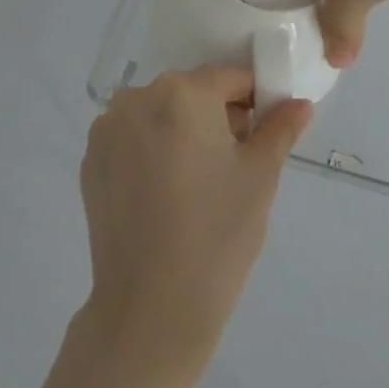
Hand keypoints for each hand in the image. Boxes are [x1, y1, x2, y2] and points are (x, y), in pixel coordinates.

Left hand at [80, 67, 312, 375]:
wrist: (152, 307)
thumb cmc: (218, 232)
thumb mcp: (261, 175)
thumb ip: (280, 128)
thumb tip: (298, 104)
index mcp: (182, 92)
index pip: (231, 79)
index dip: (255, 102)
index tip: (264, 135)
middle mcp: (137, 97)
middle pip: (191, 94)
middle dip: (217, 117)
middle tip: (234, 165)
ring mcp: (106, 130)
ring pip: (159, 115)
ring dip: (181, 133)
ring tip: (197, 185)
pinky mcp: (90, 162)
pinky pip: (132, 140)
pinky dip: (151, 153)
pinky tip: (164, 196)